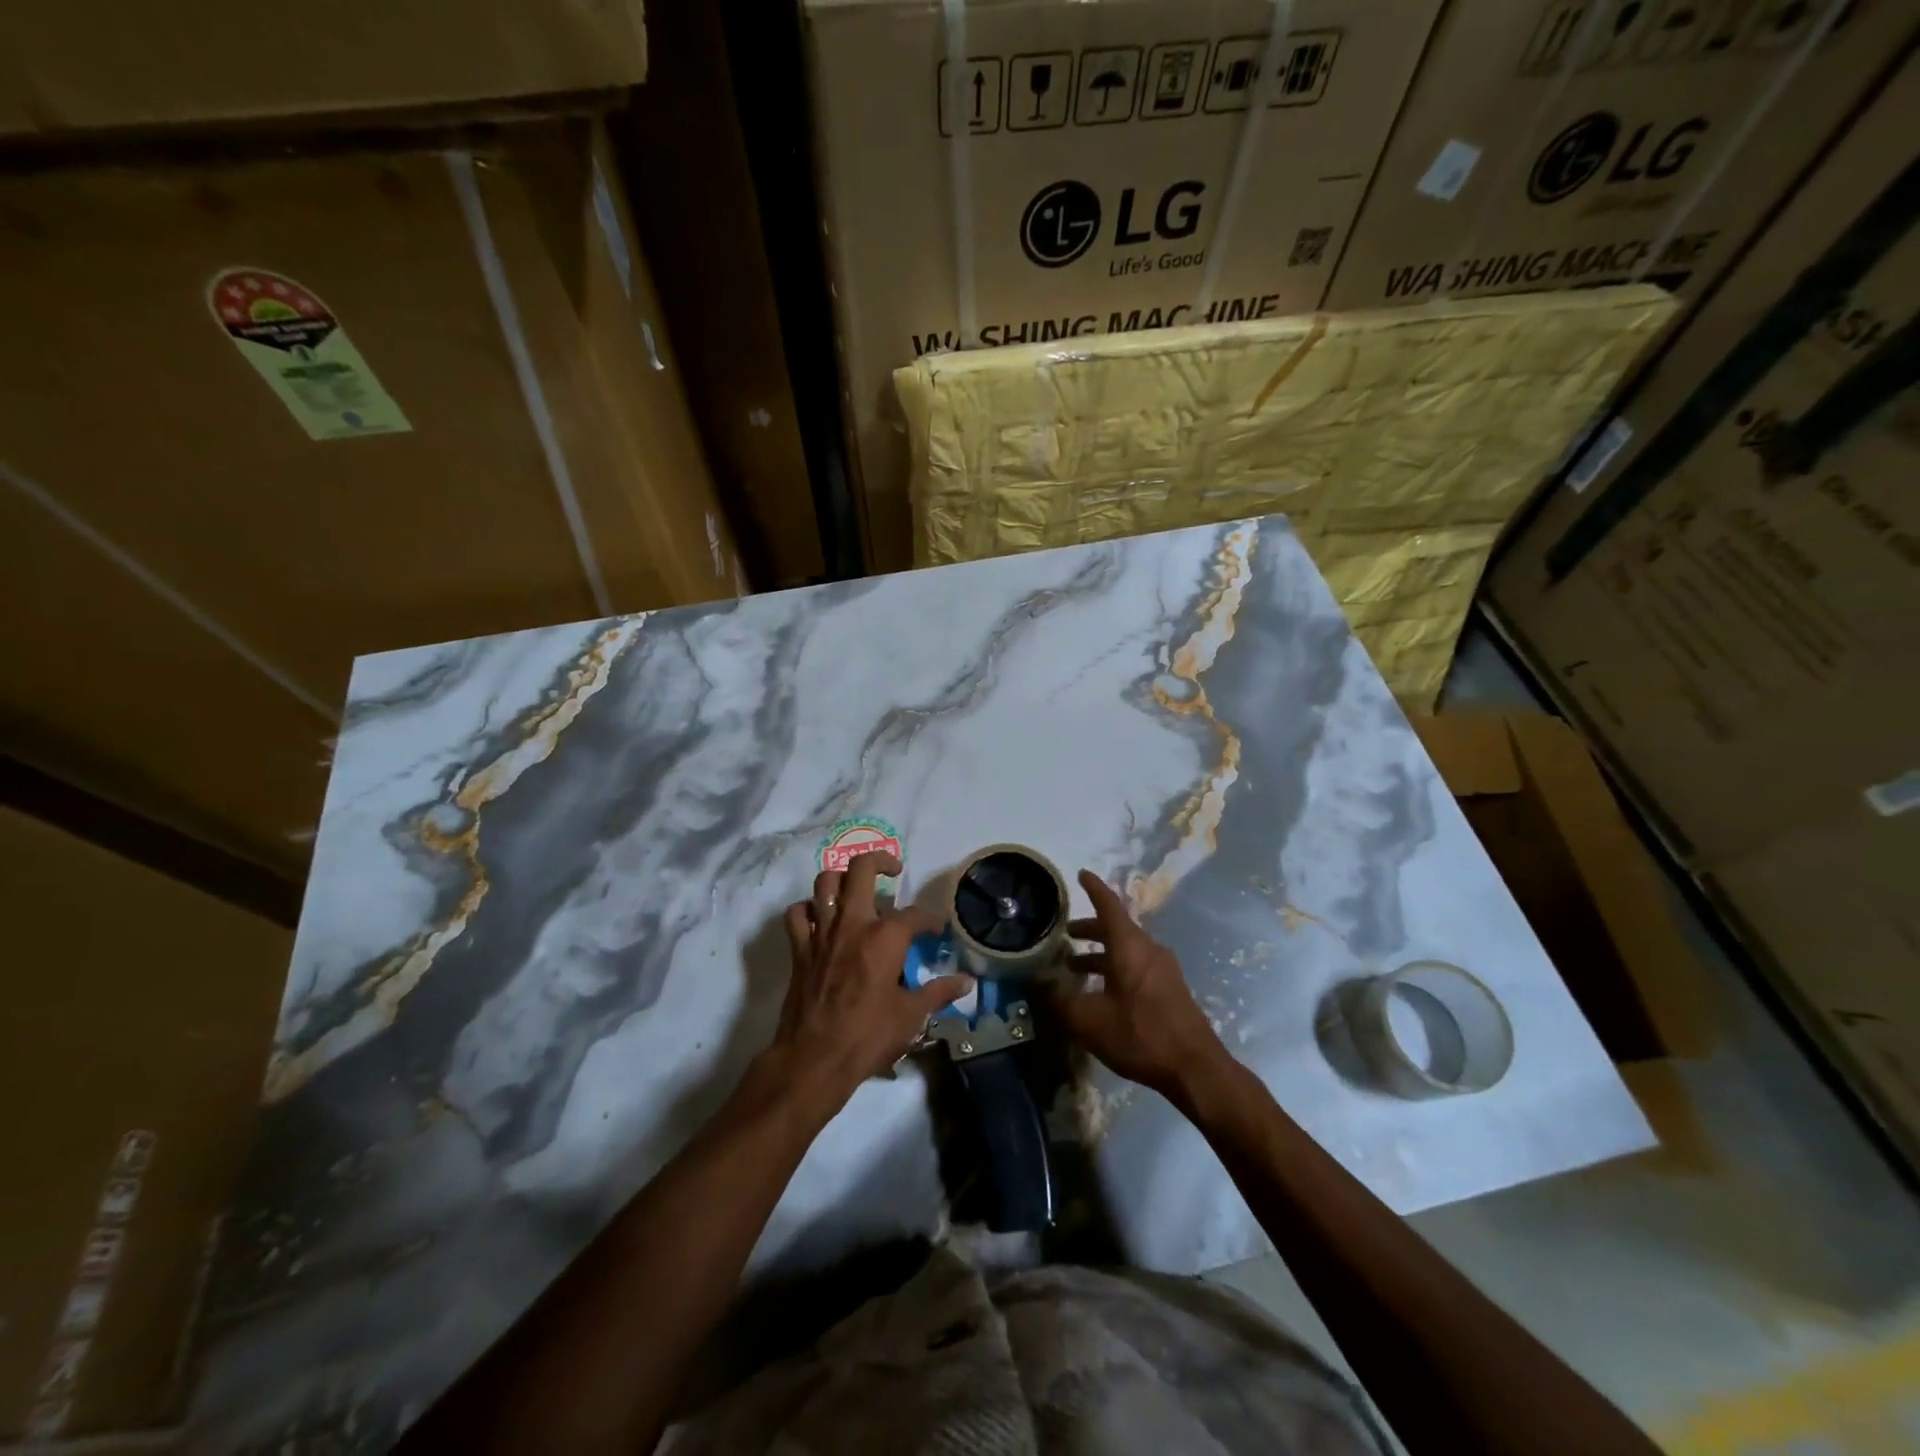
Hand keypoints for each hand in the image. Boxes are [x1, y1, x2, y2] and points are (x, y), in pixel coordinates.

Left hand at [764, 850, 972, 1116]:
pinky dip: (808, 909)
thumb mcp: (911, 1015)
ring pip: (825, 882)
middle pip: (861, 869)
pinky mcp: (800, 948)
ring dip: (842, 878)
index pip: (915, 914)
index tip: (936, 928)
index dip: (930, 919)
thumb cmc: (868, 1036)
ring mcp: (822, 932)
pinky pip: (797, 913)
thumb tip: (966, 982)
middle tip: (893, 871)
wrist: (815, 1059)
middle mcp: (852, 923)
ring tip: (856, 888)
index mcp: (885, 937)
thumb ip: (938, 992)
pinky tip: (820, 917)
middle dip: (881, 861)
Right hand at [1048, 869, 1227, 1100]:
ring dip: (1101, 952)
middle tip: (1066, 933)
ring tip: (1076, 967)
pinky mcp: (1171, 988)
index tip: (1081, 874)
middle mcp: (1149, 949)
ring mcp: (1164, 969)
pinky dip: (1116, 967)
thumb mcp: (1088, 1021)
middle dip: (1090, 928)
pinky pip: (1138, 965)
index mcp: (1129, 946)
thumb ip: (1058, 999)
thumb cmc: (1139, 1035)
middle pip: (1117, 928)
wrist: (1195, 1069)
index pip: (1108, 905)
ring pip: (1127, 949)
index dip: (1094, 888)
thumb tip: (1035, 982)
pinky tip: (1102, 992)